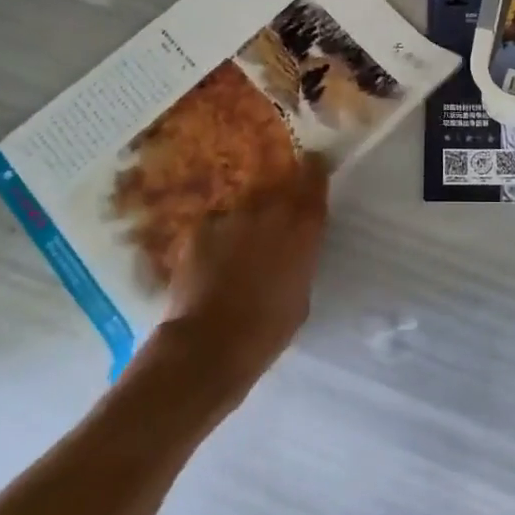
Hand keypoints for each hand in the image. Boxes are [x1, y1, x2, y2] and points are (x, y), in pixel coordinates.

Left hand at [157, 153, 329, 396]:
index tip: (313, 166)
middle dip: (279, 196)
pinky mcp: (201, 228)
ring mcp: (232, 215)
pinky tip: (213, 260)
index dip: (313, 169)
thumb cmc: (267, 330)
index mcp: (302, 225)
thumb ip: (300, 259)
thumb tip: (294, 250)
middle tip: (276, 219)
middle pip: (278, 185)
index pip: (314, 175)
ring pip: (246, 204)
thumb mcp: (301, 294)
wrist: (208, 347)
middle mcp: (270, 208)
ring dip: (248, 218)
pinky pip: (216, 223)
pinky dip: (219, 236)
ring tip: (241, 245)